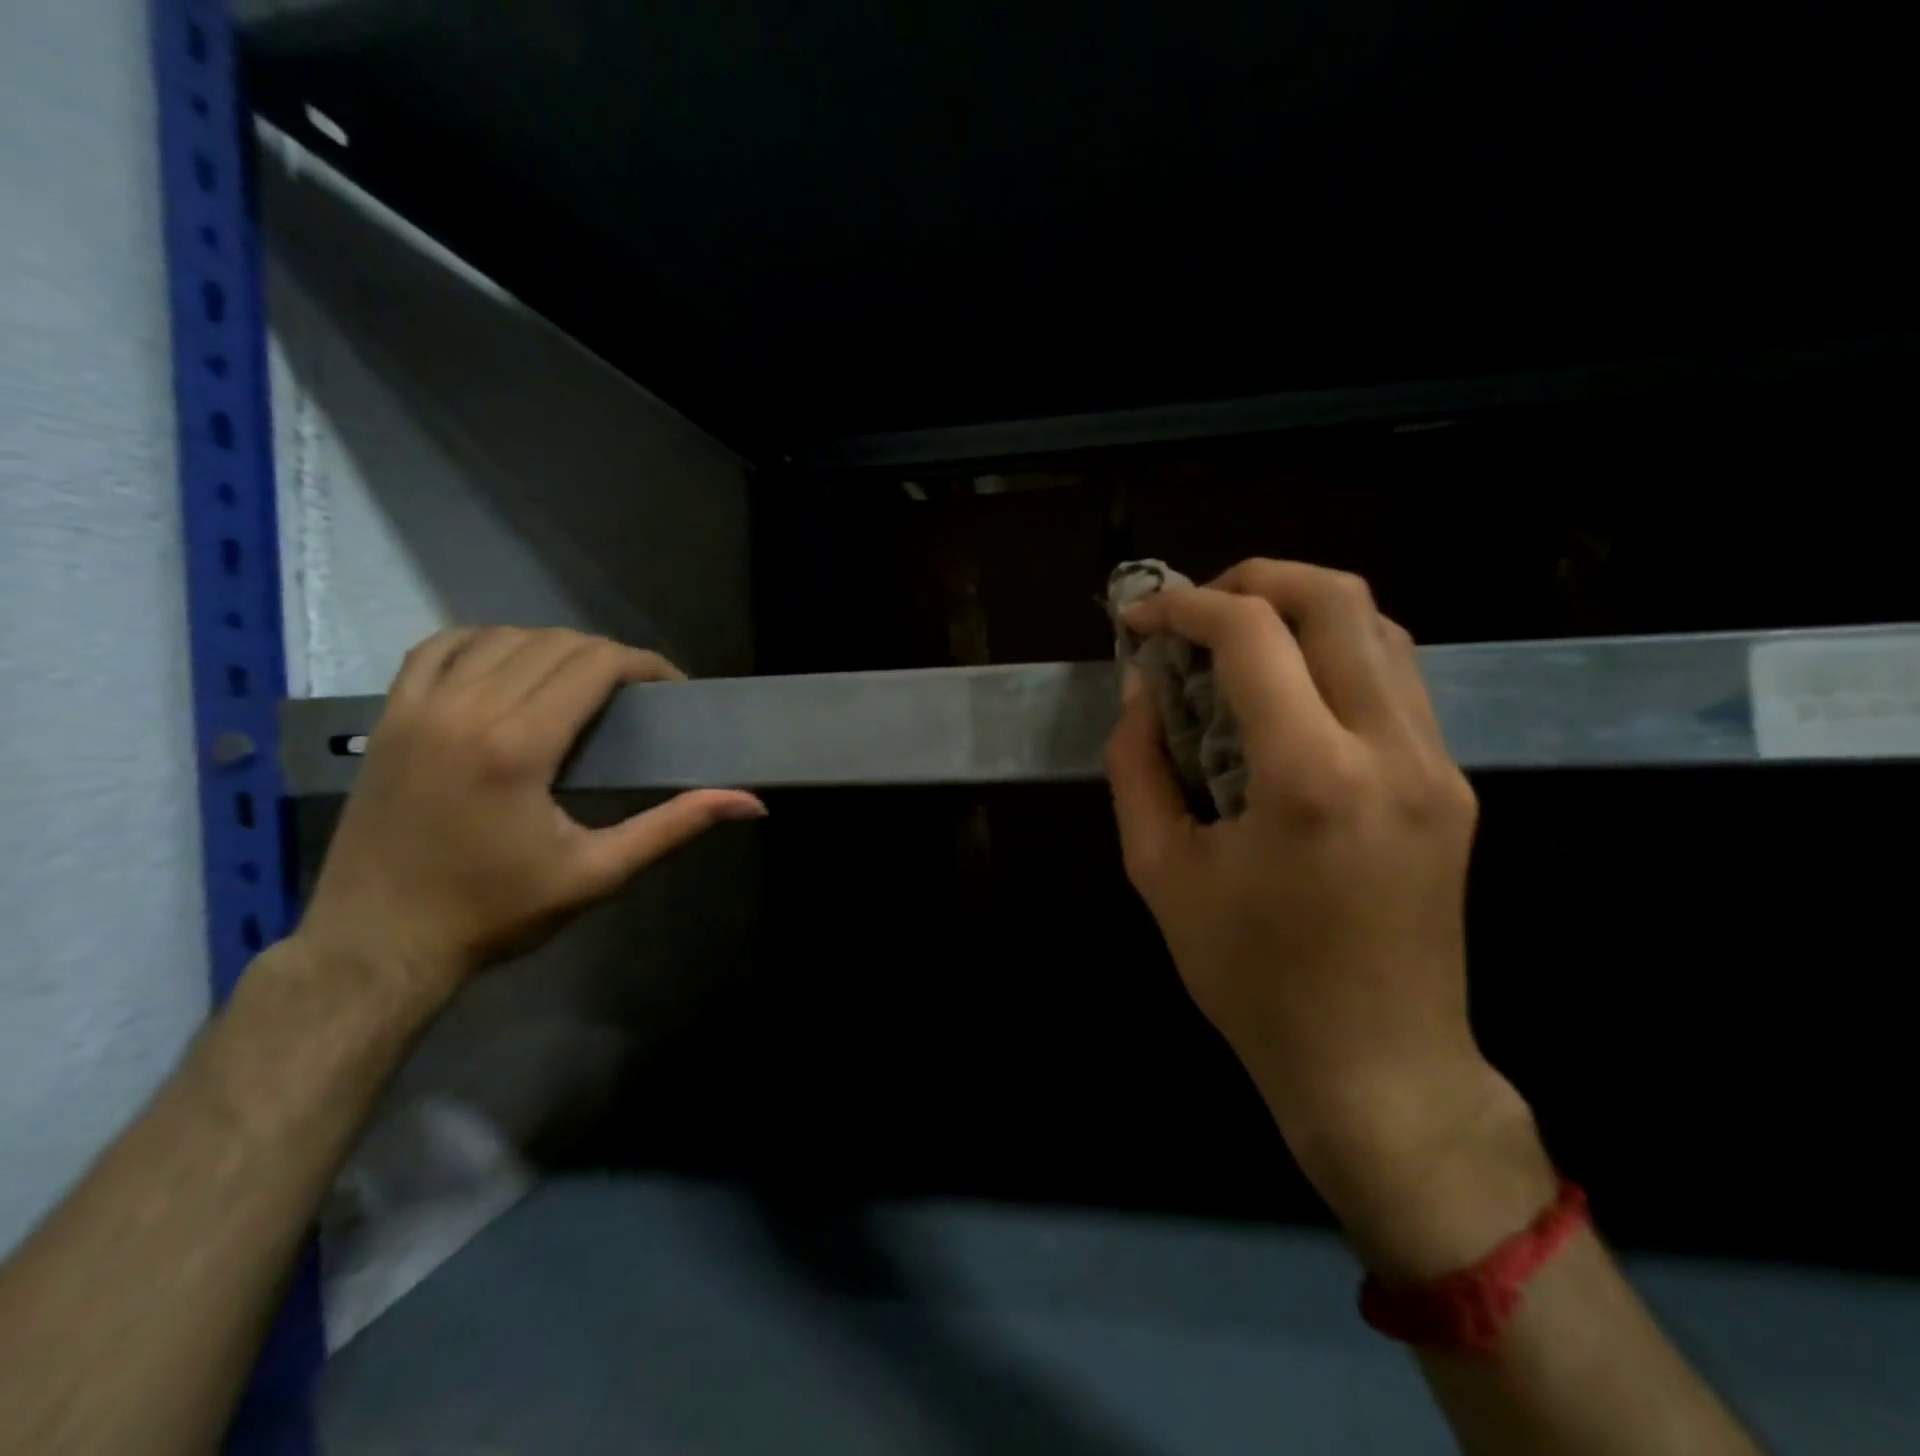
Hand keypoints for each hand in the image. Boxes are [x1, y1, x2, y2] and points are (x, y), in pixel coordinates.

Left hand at [294, 628, 764, 1010]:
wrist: (378, 945)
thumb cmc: (495, 912)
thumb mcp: (597, 873)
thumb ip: (674, 827)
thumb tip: (752, 804)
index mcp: (518, 747)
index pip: (594, 664)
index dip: (644, 664)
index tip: (672, 688)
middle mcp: (466, 710)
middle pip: (555, 644)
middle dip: (609, 656)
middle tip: (637, 693)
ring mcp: (418, 709)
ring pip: (501, 637)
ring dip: (553, 646)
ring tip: (581, 681)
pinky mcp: (389, 718)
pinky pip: (437, 648)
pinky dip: (483, 641)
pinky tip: (507, 663)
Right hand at [1105, 561, 1546, 1266]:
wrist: (1376, 1066)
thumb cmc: (1251, 979)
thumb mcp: (1161, 872)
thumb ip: (1138, 766)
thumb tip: (1140, 691)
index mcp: (1311, 777)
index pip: (1252, 635)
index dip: (1184, 607)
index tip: (1139, 618)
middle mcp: (1391, 750)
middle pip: (1337, 599)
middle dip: (1252, 581)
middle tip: (1193, 609)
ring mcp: (1437, 765)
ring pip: (1378, 629)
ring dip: (1298, 612)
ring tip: (1235, 642)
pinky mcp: (1452, 785)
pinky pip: (1395, 681)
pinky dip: (1333, 654)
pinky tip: (1285, 693)